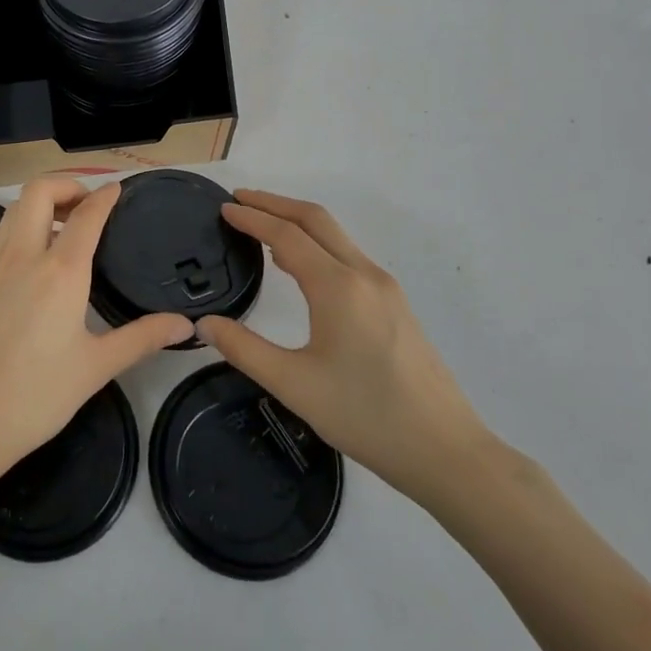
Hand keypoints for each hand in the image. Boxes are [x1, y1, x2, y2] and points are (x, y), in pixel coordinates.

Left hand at [0, 177, 193, 501]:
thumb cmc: (35, 397)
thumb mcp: (96, 368)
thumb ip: (142, 339)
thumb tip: (185, 326)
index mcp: (60, 272)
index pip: (86, 214)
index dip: (104, 196)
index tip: (118, 189)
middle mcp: (23, 257)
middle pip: (38, 191)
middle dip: (66, 184)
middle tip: (88, 204)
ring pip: (14, 210)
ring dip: (41, 204)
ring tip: (65, 228)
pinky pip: (1, 238)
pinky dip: (23, 230)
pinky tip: (36, 265)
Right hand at [197, 190, 497, 510]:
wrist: (445, 450)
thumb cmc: (366, 416)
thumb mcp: (294, 386)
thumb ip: (244, 349)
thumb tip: (205, 323)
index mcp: (338, 287)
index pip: (286, 234)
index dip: (252, 217)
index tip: (224, 208)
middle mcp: (364, 274)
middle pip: (315, 219)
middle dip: (275, 203)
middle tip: (239, 200)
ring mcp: (385, 287)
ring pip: (335, 235)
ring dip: (297, 221)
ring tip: (262, 226)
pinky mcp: (395, 303)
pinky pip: (348, 255)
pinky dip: (317, 242)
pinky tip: (300, 265)